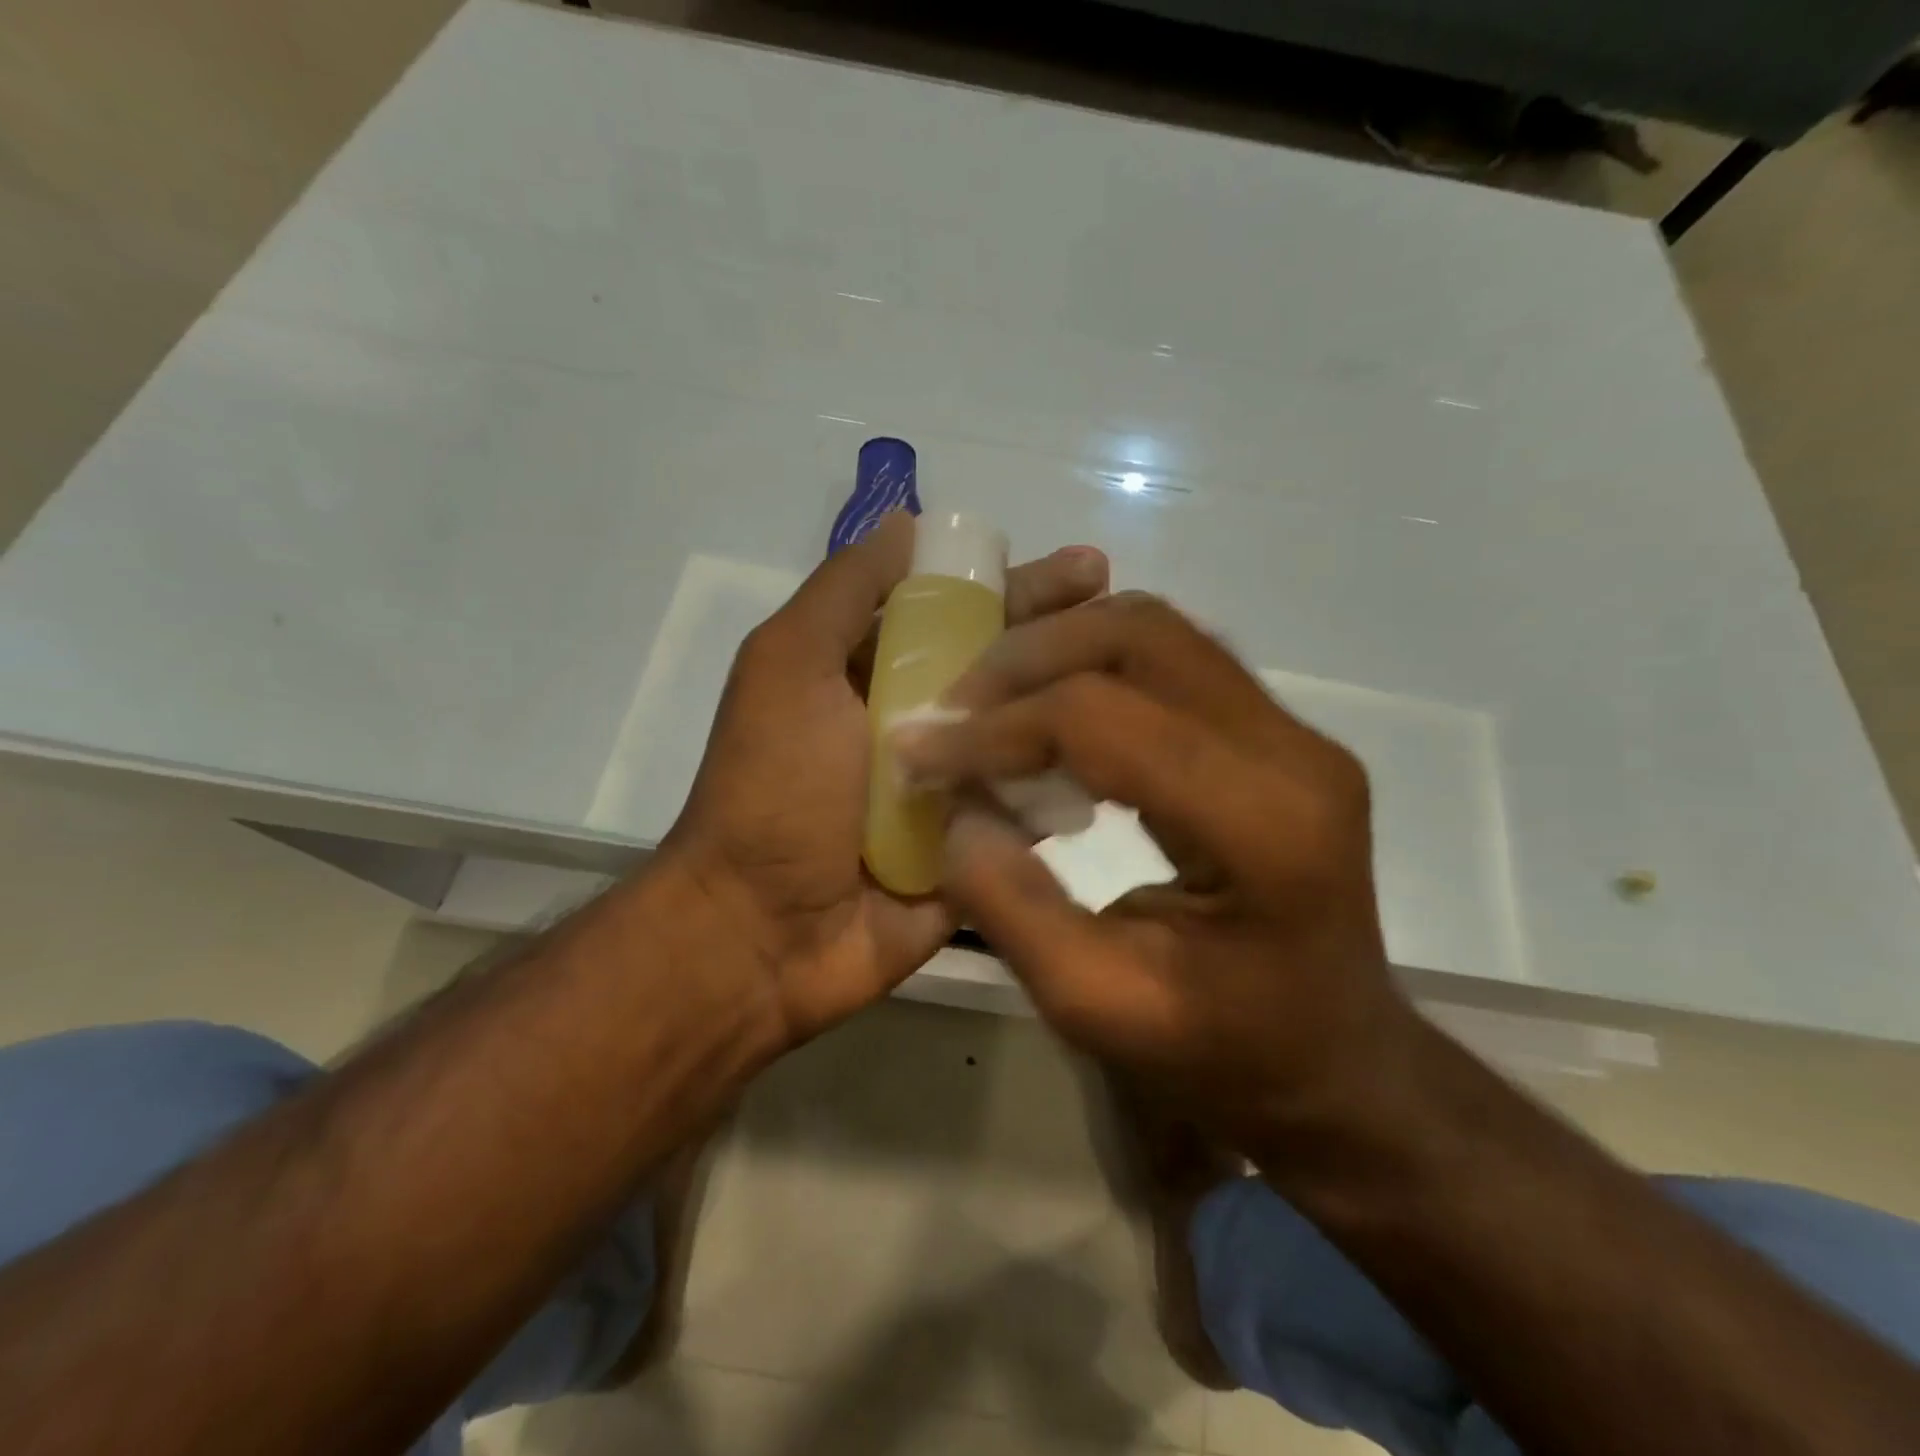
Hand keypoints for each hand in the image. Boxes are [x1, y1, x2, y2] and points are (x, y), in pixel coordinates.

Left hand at [663, 511, 1107, 1046]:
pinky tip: (1125, 760)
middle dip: (1063, 639)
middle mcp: (921, 723)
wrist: (764, 931)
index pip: (961, 614)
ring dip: (1080, 708)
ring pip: (1029, 734)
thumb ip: (844, 592)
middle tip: (1128, 617)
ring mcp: (954, 789)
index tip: (1085, 571)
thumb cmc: (775, 786)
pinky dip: (1069, 784)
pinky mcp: (977, 848)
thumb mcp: (788, 664)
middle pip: (1005, 669)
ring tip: (1147, 686)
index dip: (1019, 588)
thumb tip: (907, 522)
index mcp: (875, 674)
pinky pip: (1033, 808)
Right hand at [894, 591, 1415, 1139]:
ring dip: (1058, 649)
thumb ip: (1013, 908)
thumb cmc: (1224, 1056)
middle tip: (954, 710)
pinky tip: (1050, 713)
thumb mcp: (1097, 1008)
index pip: (1102, 721)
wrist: (1336, 1064)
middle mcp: (1292, 751)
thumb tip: (957, 810)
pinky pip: (1172, 659)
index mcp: (1261, 825)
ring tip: (990, 704)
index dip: (996, 727)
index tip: (920, 751)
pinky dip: (1093, 666)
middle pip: (1138, 637)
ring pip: (1156, 630)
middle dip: (1024, 659)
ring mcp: (1296, 732)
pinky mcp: (1280, 733)